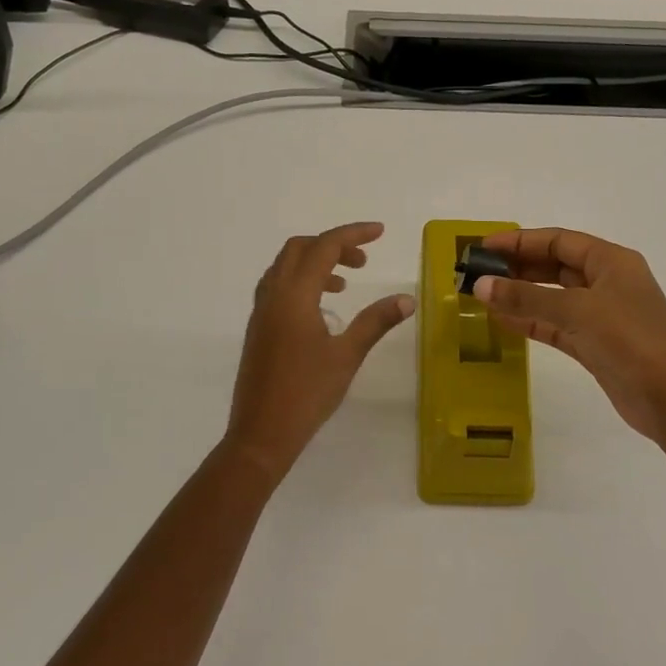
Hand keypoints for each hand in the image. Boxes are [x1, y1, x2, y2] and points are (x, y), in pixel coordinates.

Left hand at [223, 222, 414, 484]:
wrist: (261, 433)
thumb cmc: (307, 393)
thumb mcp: (347, 355)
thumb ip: (375, 322)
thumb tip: (407, 299)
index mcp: (294, 295)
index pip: (324, 247)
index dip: (353, 234)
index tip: (380, 232)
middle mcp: (273, 295)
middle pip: (299, 249)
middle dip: (332, 245)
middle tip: (363, 260)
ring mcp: (261, 312)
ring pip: (284, 267)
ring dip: (315, 263)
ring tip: (345, 284)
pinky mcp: (258, 328)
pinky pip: (277, 286)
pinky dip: (301, 281)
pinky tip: (321, 308)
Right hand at [474, 228, 665, 442]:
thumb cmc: (630, 341)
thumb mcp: (576, 311)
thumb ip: (526, 298)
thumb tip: (479, 286)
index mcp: (611, 262)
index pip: (558, 241)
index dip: (519, 241)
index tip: (483, 247)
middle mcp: (606, 283)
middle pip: (554, 267)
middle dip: (516, 268)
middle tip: (477, 273)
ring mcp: (601, 315)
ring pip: (552, 297)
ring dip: (519, 296)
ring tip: (481, 296)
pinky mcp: (594, 344)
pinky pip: (555, 325)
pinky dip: (530, 322)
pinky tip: (501, 321)